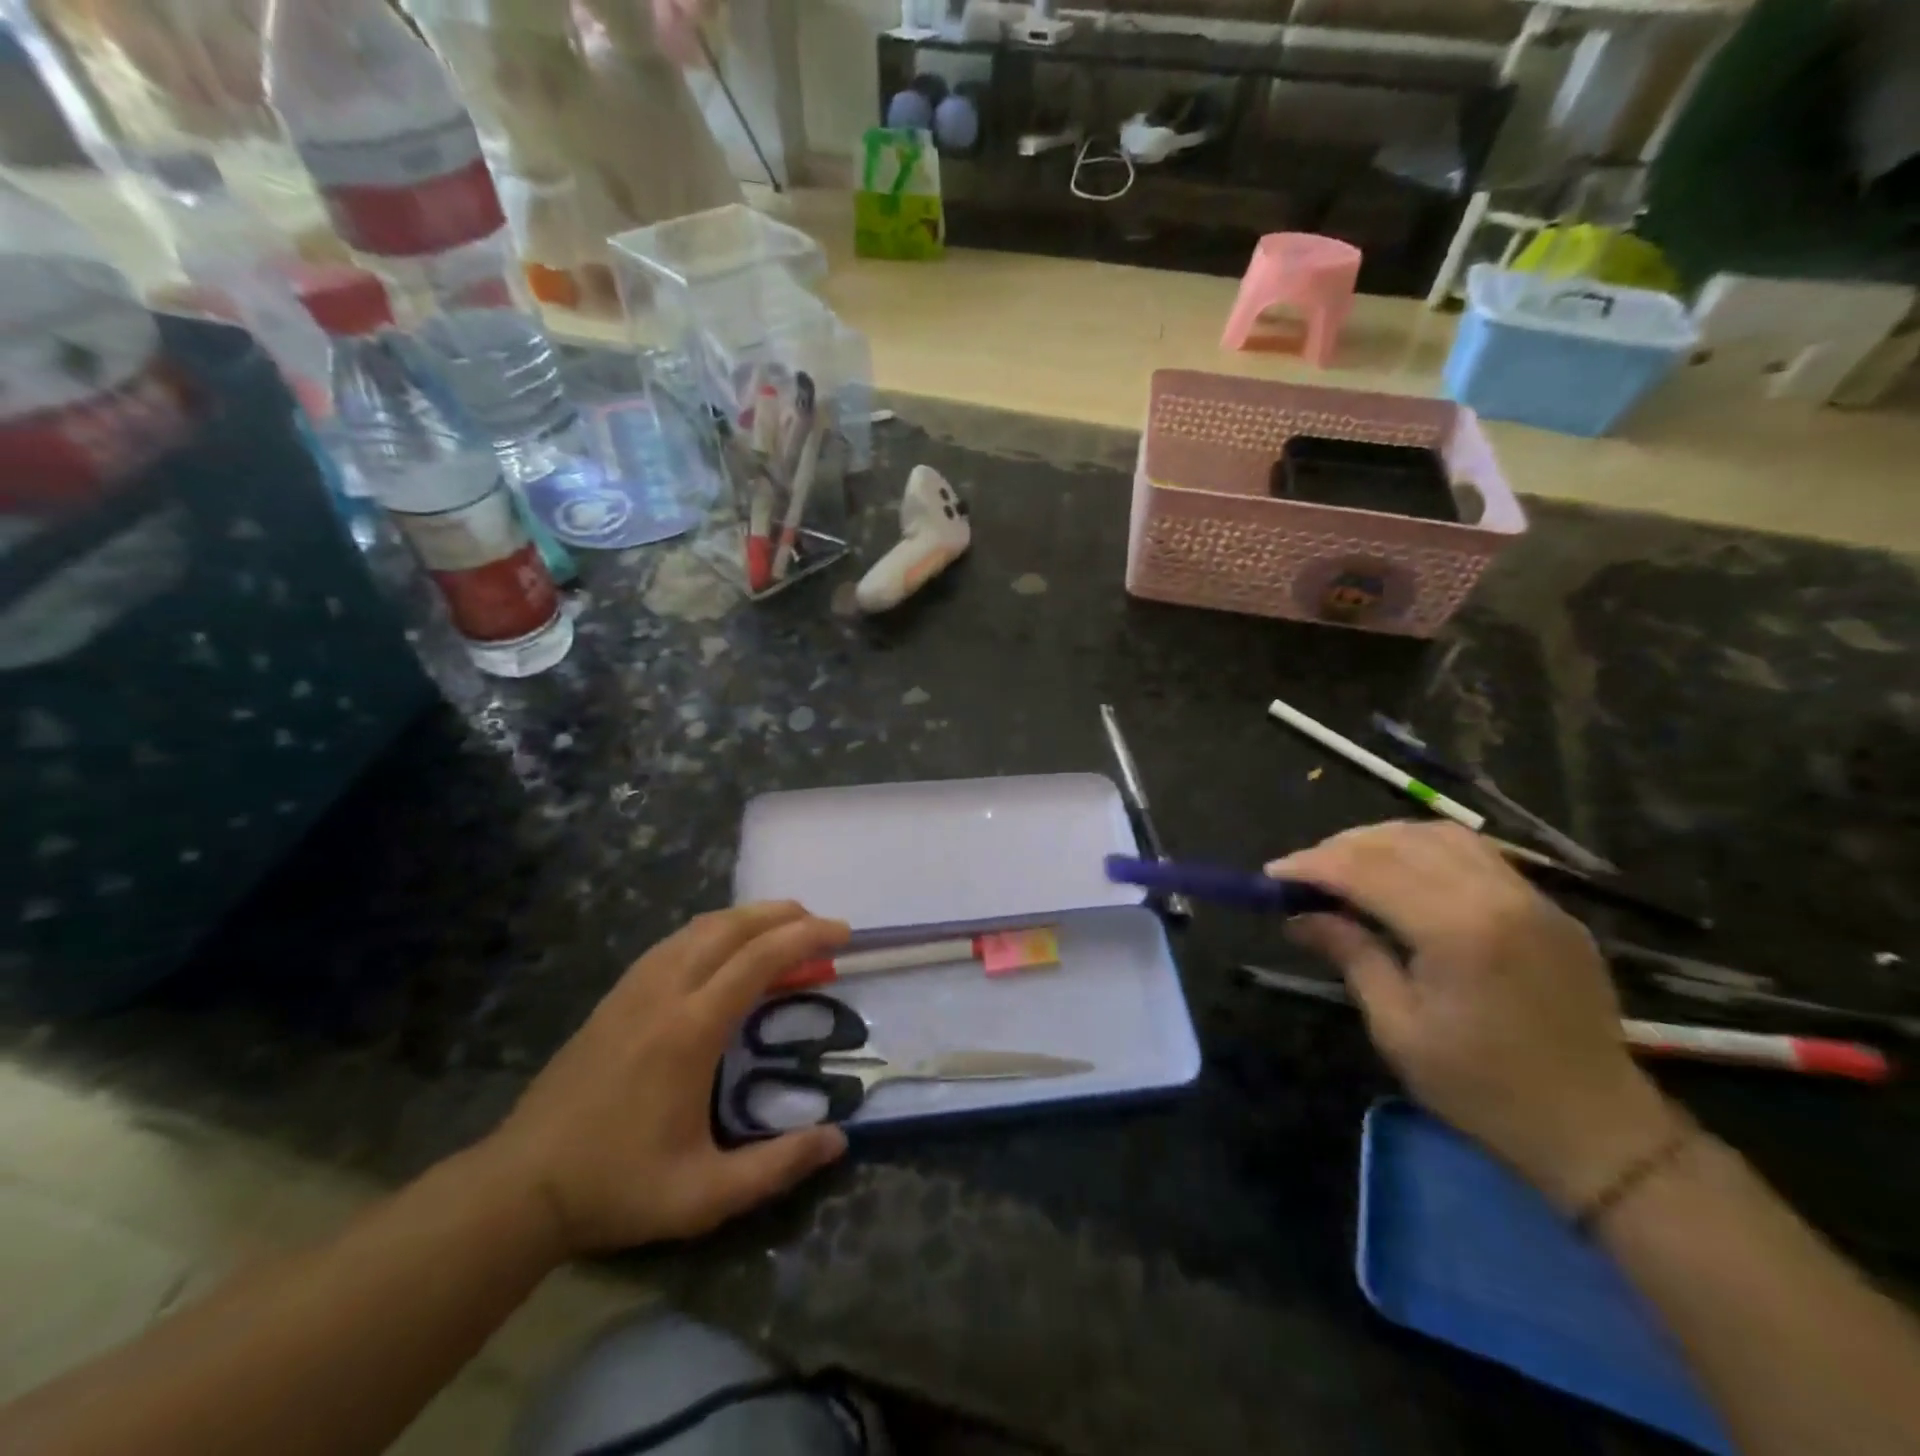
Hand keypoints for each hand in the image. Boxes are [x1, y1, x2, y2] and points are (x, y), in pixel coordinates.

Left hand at [483, 902, 851, 1254]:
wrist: (519, 1187)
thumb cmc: (617, 1188)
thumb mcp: (704, 1196)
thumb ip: (776, 1167)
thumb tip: (838, 1140)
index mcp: (690, 1030)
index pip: (758, 959)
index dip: (806, 936)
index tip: (843, 933)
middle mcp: (664, 992)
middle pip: (731, 927)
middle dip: (782, 915)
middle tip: (821, 924)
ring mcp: (635, 988)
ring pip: (700, 928)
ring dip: (748, 918)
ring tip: (783, 930)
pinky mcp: (616, 995)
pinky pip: (675, 942)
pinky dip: (714, 931)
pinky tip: (725, 951)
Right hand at [1269, 822, 1677, 1211]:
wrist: (1598, 1131)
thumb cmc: (1483, 1090)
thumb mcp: (1398, 1028)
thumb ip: (1351, 955)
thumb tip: (1299, 917)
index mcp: (1459, 931)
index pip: (1367, 870)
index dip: (1312, 866)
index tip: (1272, 874)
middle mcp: (1497, 897)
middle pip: (1400, 842)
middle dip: (1340, 848)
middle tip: (1302, 872)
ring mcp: (1531, 897)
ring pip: (1440, 835)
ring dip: (1382, 840)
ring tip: (1346, 864)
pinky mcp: (1548, 908)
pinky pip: (1476, 853)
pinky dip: (1425, 849)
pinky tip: (1401, 872)